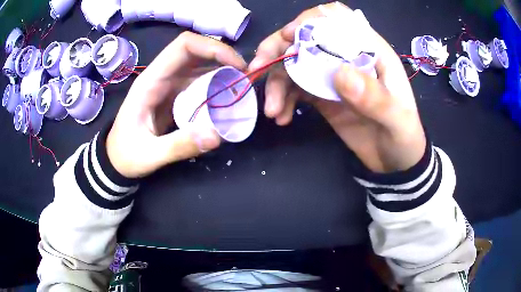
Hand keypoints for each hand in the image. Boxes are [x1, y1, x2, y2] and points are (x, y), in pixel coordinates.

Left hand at [107, 32, 246, 178]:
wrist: (116, 160)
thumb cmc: (125, 155)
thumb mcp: (149, 155)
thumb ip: (179, 146)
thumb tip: (217, 135)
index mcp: (150, 82)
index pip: (183, 46)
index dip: (212, 48)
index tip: (237, 65)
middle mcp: (161, 76)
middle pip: (195, 50)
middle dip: (223, 57)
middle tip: (246, 76)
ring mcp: (168, 85)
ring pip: (199, 64)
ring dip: (222, 70)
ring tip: (241, 86)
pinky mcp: (174, 95)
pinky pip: (199, 81)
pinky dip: (216, 84)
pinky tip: (228, 97)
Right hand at [249, 2, 425, 172]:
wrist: (395, 161)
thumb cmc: (403, 136)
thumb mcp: (397, 119)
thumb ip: (374, 98)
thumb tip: (340, 74)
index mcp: (370, 51)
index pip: (337, 19)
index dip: (310, 21)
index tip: (288, 38)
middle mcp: (347, 57)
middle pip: (306, 38)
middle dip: (278, 49)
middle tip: (257, 69)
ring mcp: (332, 76)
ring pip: (295, 64)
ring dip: (276, 81)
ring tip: (271, 109)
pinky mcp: (322, 95)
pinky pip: (295, 88)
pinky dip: (283, 99)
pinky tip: (281, 116)